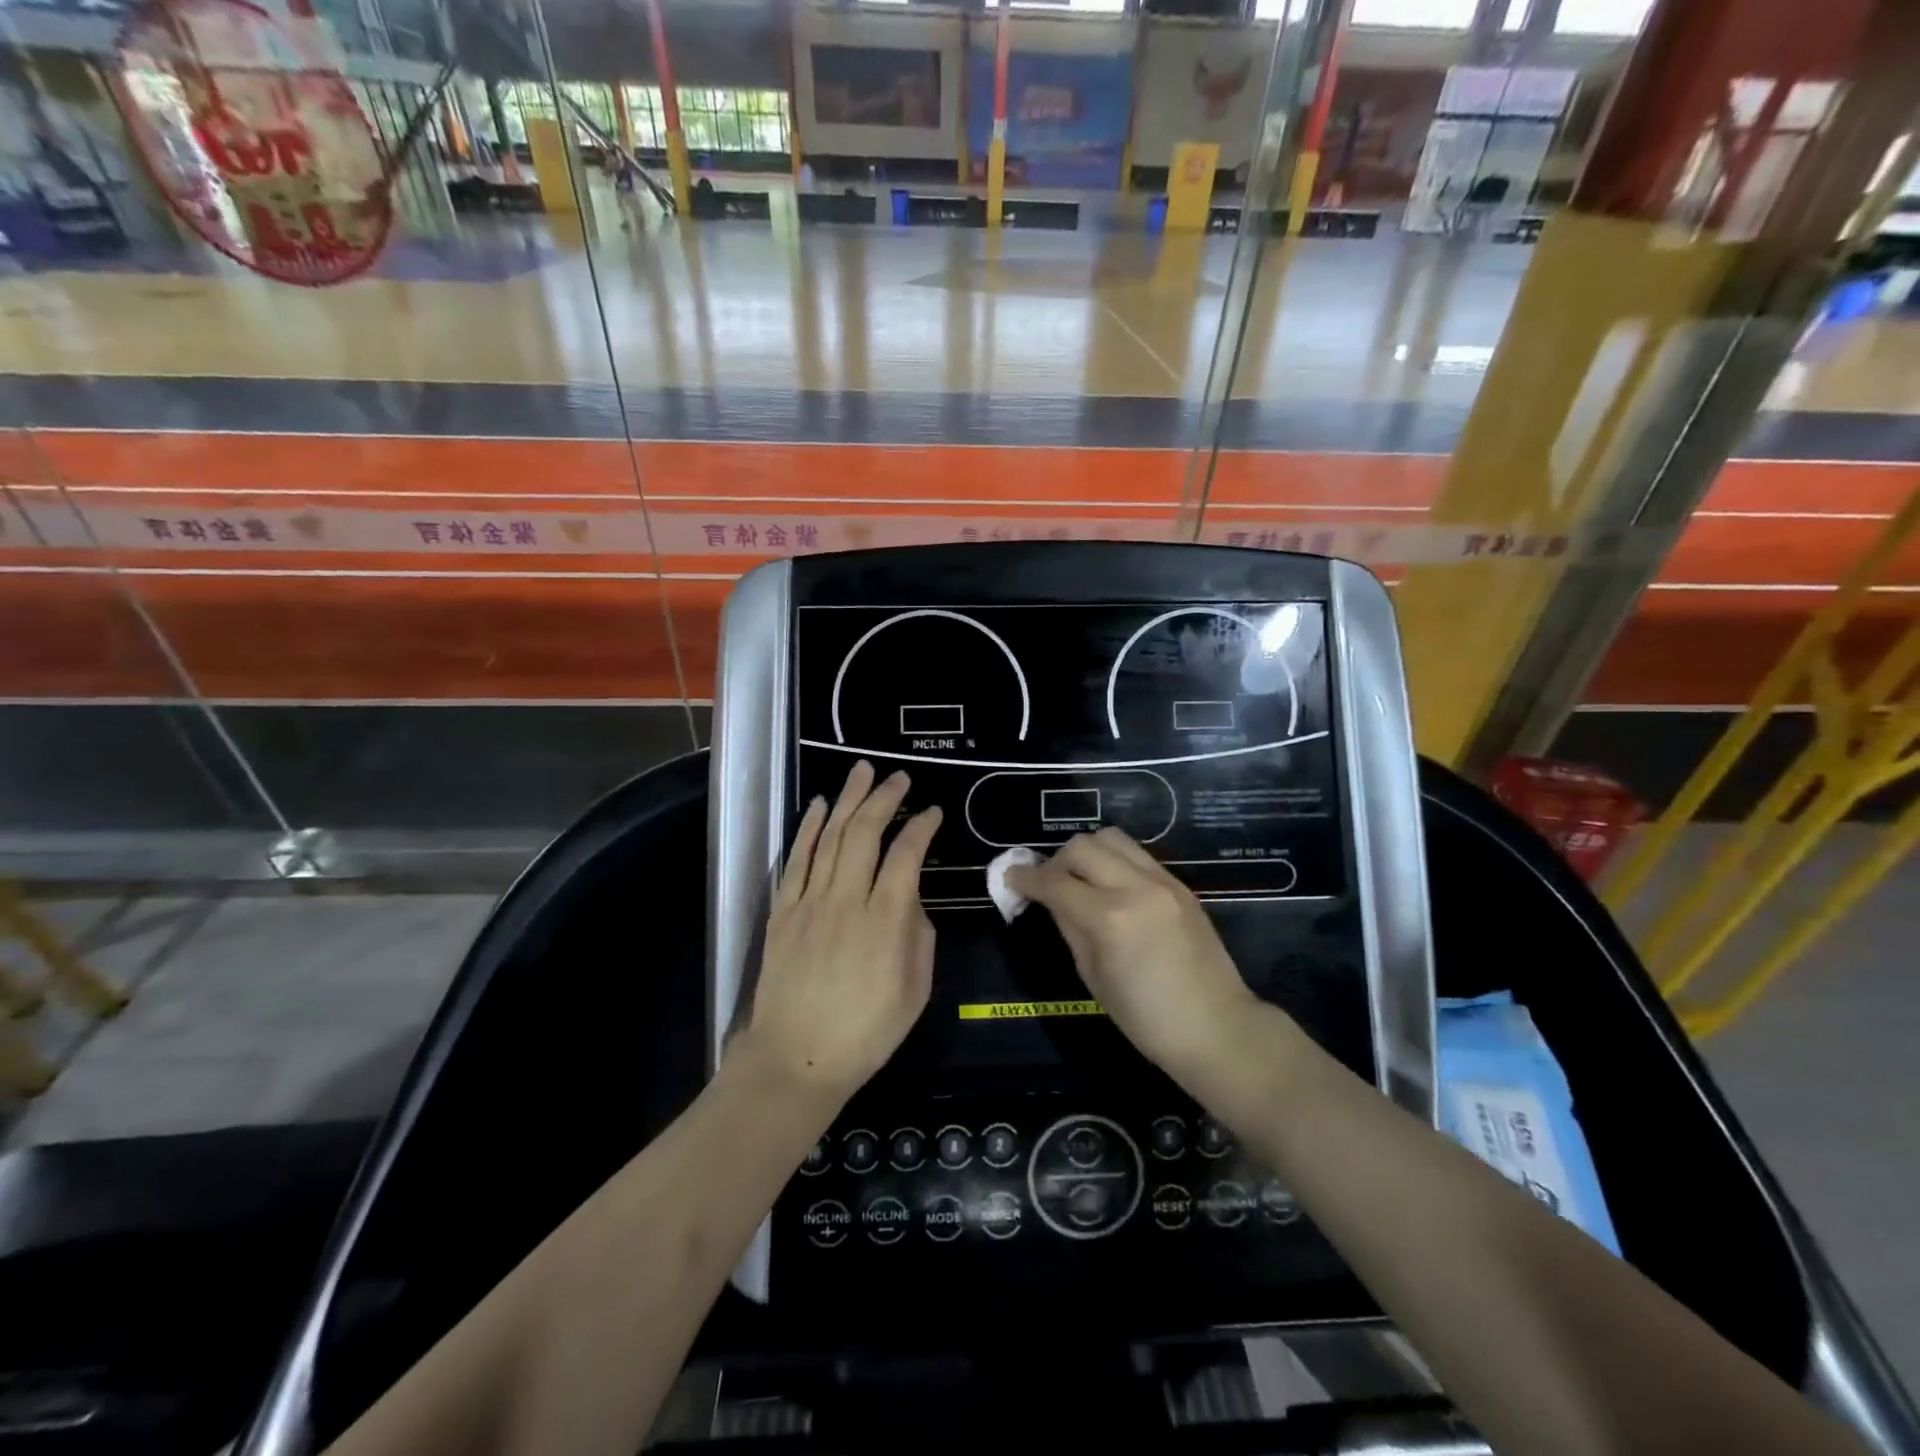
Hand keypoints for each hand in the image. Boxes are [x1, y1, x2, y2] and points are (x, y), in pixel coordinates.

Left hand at [737, 760, 941, 1106]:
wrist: (796, 1058)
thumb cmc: (866, 1031)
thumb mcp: (916, 990)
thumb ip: (919, 936)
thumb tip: (910, 901)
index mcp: (886, 919)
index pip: (907, 854)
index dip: (922, 827)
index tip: (933, 812)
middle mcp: (847, 899)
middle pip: (866, 833)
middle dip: (884, 798)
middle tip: (898, 777)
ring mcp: (810, 902)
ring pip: (831, 836)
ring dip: (849, 799)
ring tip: (862, 772)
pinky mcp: (783, 911)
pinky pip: (798, 859)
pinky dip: (810, 828)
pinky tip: (821, 806)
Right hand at [1006, 828, 1257, 1079]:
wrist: (1216, 1027)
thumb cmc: (1146, 1018)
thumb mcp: (1093, 976)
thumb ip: (1069, 927)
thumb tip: (1050, 899)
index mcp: (1109, 918)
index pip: (1055, 881)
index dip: (1026, 878)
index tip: (1011, 879)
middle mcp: (1135, 887)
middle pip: (1081, 846)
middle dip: (1056, 861)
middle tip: (1048, 884)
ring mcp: (1162, 881)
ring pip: (1111, 838)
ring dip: (1087, 853)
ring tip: (1081, 879)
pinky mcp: (1179, 884)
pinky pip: (1136, 855)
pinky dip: (1113, 861)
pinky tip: (1110, 887)